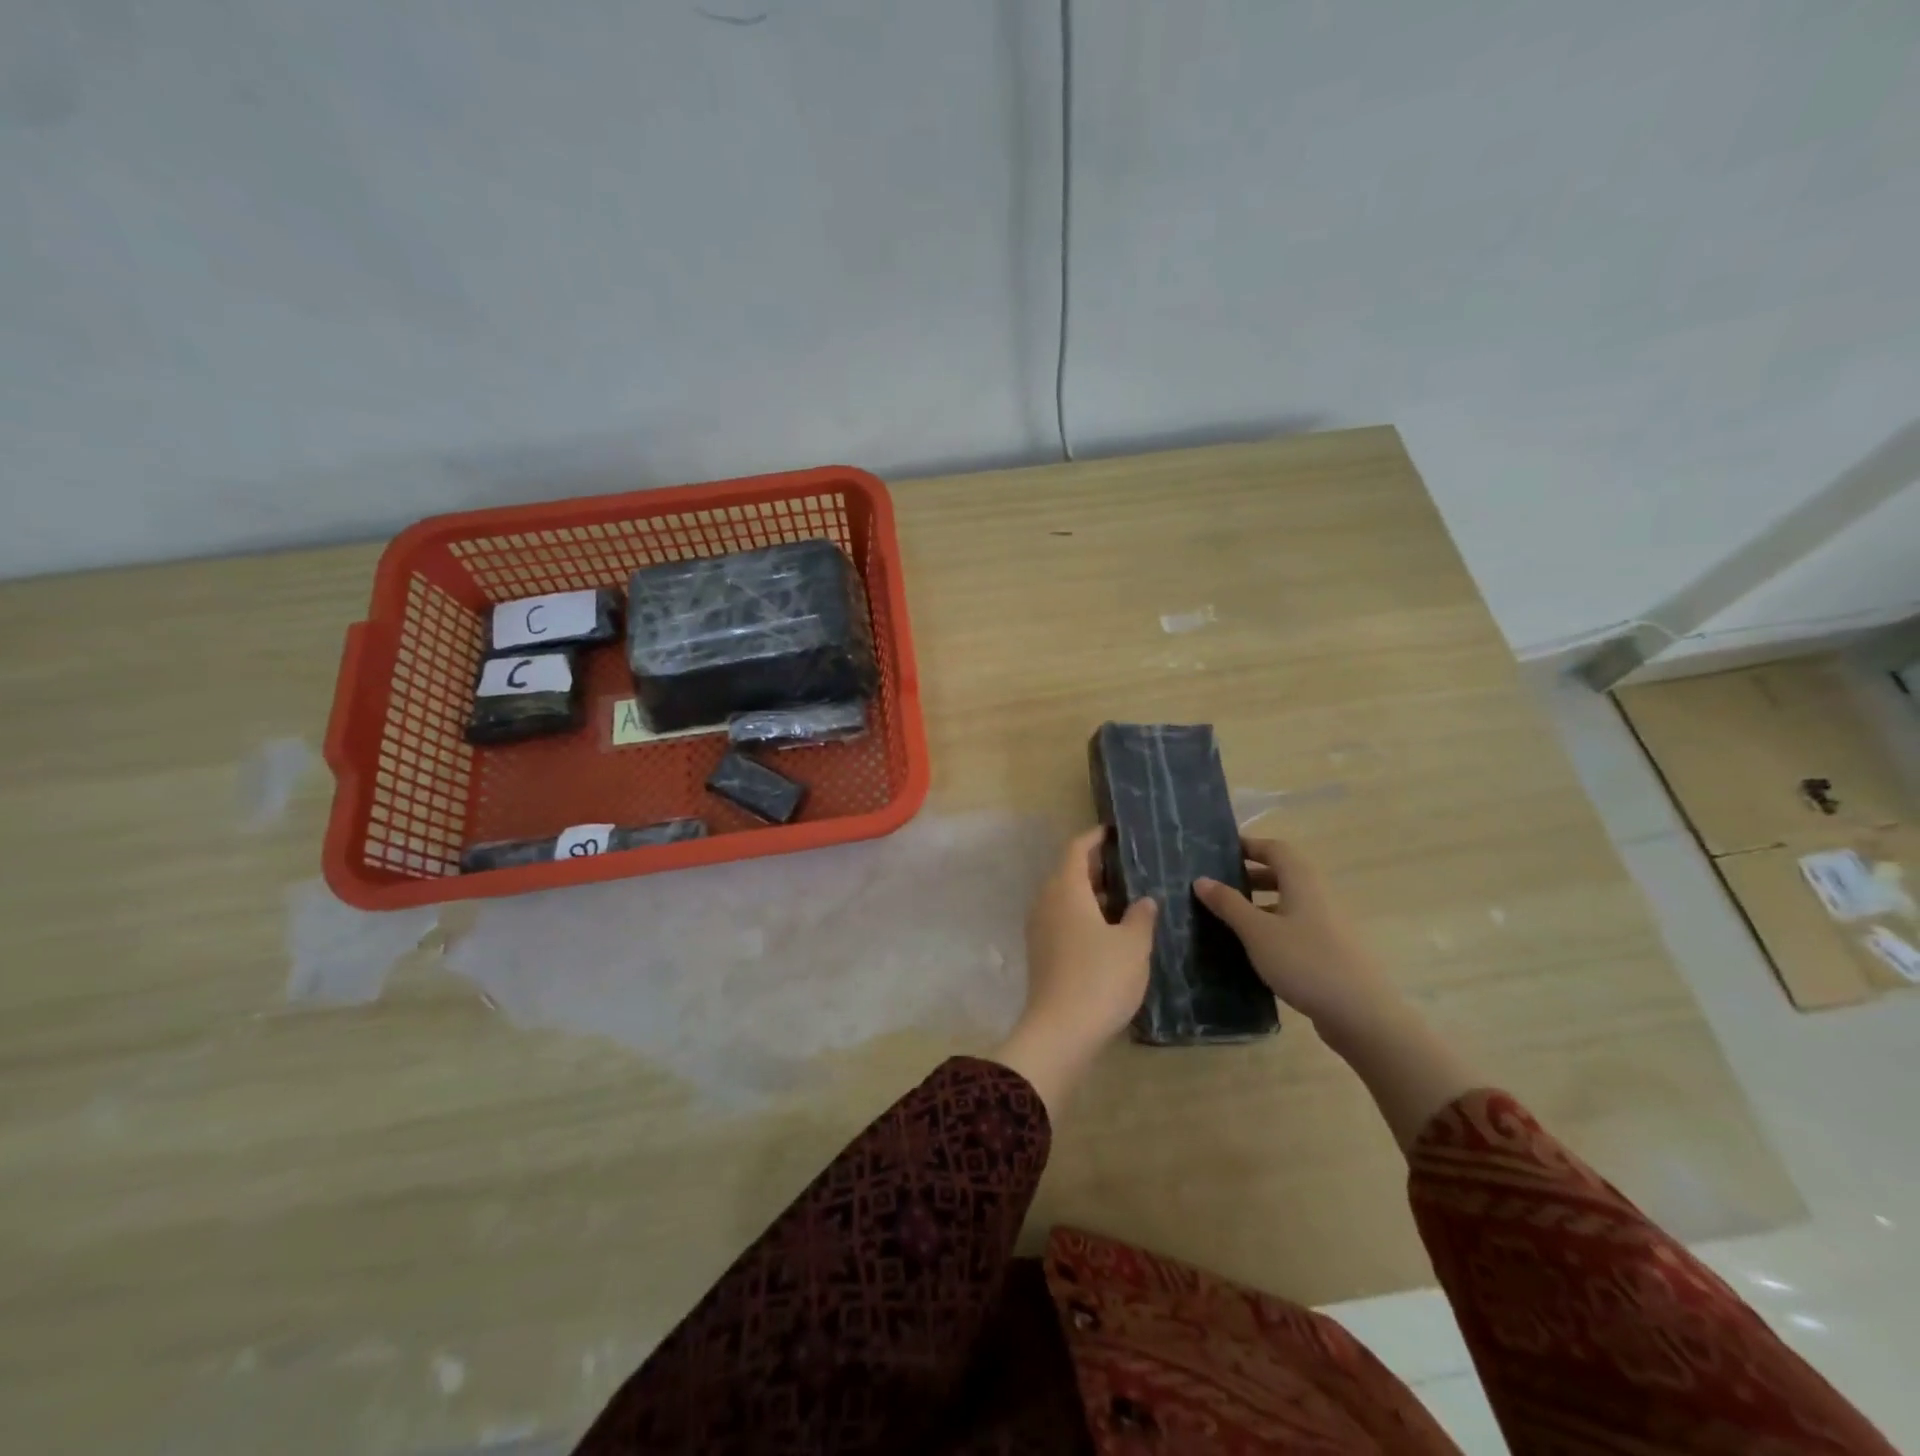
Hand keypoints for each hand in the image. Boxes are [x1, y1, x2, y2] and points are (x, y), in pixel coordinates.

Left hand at [992, 828, 1156, 1114]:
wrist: (1060, 1032)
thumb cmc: (1100, 978)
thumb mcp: (1132, 945)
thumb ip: (1141, 916)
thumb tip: (1144, 900)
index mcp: (1065, 889)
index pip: (1076, 849)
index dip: (1095, 837)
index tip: (1116, 832)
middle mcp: (1047, 901)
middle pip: (1069, 872)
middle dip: (1098, 868)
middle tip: (1131, 867)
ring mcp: (1040, 928)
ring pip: (1067, 898)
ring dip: (1093, 895)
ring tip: (1129, 899)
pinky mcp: (1042, 953)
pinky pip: (1064, 920)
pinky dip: (1085, 916)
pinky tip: (1112, 932)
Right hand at [1195, 837, 1399, 1049]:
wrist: (1361, 1014)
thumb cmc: (1305, 962)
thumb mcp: (1257, 932)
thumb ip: (1228, 904)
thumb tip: (1201, 879)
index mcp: (1303, 882)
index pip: (1276, 849)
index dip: (1249, 845)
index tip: (1221, 851)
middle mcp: (1318, 896)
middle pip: (1284, 874)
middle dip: (1251, 874)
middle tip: (1220, 884)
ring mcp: (1327, 924)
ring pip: (1289, 902)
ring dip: (1261, 902)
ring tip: (1230, 916)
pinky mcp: (1330, 950)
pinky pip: (1295, 926)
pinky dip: (1273, 926)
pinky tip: (1255, 948)